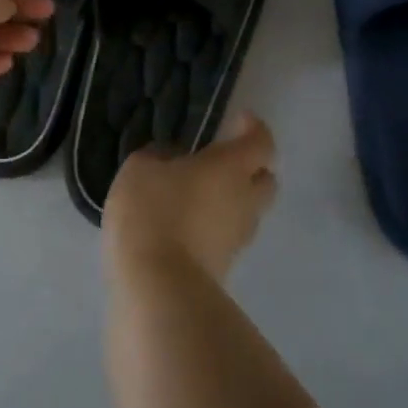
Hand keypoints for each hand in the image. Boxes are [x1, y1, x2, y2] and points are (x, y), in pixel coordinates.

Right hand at [103, 111, 278, 282]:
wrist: (157, 287)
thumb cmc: (152, 212)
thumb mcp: (141, 168)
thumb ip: (160, 156)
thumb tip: (174, 157)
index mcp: (231, 167)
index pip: (261, 142)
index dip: (254, 128)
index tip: (239, 120)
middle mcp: (245, 200)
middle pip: (266, 180)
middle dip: (252, 168)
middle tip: (224, 160)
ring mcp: (238, 238)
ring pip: (249, 211)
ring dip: (233, 199)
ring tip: (200, 193)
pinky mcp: (225, 267)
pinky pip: (229, 236)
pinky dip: (216, 226)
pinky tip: (188, 223)